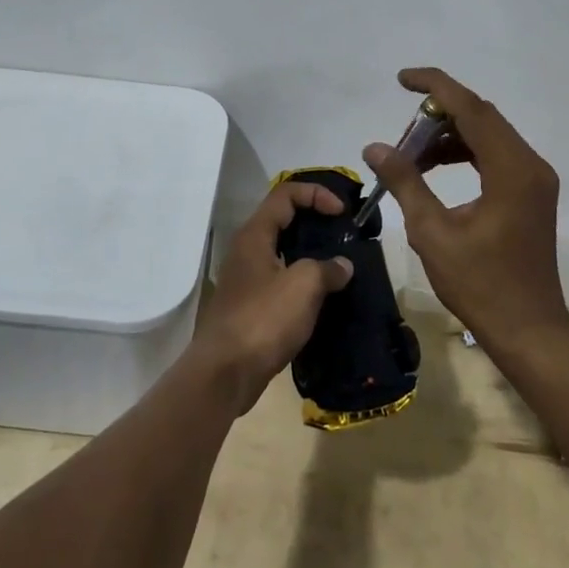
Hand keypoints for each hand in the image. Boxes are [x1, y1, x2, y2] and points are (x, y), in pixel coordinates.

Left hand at [194, 182, 353, 412]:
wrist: (225, 373)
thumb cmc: (263, 320)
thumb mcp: (303, 286)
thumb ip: (326, 268)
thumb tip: (342, 266)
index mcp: (255, 235)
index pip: (286, 194)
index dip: (316, 194)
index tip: (342, 213)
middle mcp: (247, 250)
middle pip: (283, 219)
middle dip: (315, 221)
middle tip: (343, 234)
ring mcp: (247, 278)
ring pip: (282, 251)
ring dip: (310, 253)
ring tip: (340, 265)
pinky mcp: (250, 305)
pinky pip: (281, 279)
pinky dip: (302, 280)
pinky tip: (323, 296)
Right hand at [364, 67, 568, 353]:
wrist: (529, 330)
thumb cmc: (480, 285)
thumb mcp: (433, 233)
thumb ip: (405, 182)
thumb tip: (375, 148)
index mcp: (512, 170)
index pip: (471, 109)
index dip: (435, 86)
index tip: (402, 78)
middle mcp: (530, 165)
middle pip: (481, 117)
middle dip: (437, 114)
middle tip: (401, 130)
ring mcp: (535, 179)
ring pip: (487, 135)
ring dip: (449, 136)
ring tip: (411, 155)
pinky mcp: (531, 193)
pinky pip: (495, 155)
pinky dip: (464, 152)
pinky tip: (434, 168)